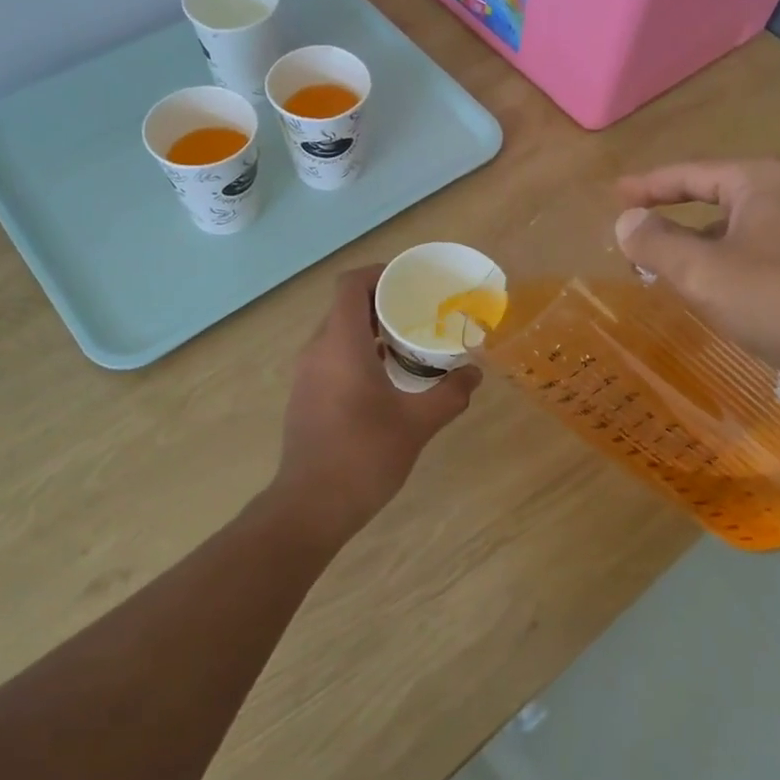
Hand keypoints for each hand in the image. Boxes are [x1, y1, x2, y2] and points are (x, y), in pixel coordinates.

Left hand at [273, 266, 480, 535]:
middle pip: (345, 306)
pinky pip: (331, 356)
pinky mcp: (305, 396)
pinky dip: (358, 353)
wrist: (311, 506)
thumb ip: (450, 394)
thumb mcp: (417, 423)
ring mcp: (306, 374)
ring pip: (337, 333)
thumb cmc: (364, 455)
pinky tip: (386, 379)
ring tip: (408, 344)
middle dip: (382, 302)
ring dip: (370, 330)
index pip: (350, 284)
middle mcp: (317, 350)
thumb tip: (474, 374)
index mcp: (341, 344)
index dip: (379, 273)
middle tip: (419, 313)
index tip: (410, 282)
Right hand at [614, 159, 779, 402]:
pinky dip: (735, 274)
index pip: (691, 173)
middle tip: (638, 245)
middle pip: (718, 201)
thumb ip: (657, 243)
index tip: (615, 195)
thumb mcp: (706, 274)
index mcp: (763, 182)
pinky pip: (766, 260)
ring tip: (674, 279)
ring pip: (743, 235)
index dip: (648, 185)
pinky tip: (727, 304)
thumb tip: (626, 221)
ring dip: (706, 253)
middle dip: (676, 223)